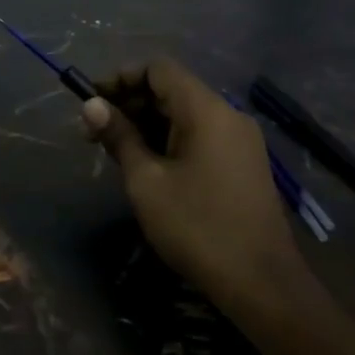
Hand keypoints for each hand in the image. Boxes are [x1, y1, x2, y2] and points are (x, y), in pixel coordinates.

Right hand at [82, 58, 312, 309]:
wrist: (262, 285)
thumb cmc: (198, 227)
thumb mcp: (146, 181)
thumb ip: (119, 137)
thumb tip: (91, 105)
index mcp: (206, 110)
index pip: (158, 69)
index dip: (121, 78)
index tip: (92, 102)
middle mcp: (227, 114)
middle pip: (171, 89)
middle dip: (130, 103)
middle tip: (95, 132)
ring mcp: (240, 140)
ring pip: (184, 114)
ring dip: (147, 123)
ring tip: (115, 151)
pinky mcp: (243, 163)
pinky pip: (199, 135)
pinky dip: (169, 139)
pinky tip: (147, 165)